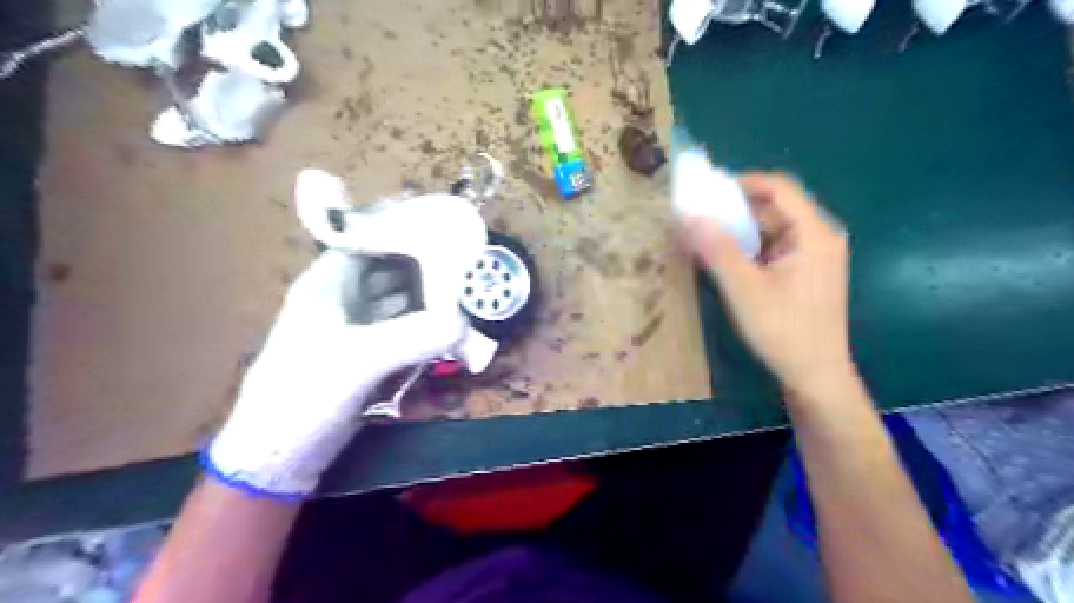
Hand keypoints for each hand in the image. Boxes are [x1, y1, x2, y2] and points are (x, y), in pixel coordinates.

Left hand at [206, 249, 466, 498]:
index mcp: (328, 283)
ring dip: (430, 299)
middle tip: (468, 263)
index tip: (445, 227)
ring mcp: (358, 327)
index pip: (369, 239)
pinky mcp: (370, 354)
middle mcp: (344, 298)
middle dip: (427, 266)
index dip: (404, 230)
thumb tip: (463, 322)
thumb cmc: (304, 394)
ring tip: (468, 292)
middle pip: (392, 269)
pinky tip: (450, 328)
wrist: (278, 455)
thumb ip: (413, 337)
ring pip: (401, 301)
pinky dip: (425, 327)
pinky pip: (404, 330)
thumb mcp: (358, 360)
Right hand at [687, 172, 857, 401]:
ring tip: (706, 239)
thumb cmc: (783, 330)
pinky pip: (774, 248)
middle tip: (700, 218)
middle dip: (736, 210)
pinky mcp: (806, 273)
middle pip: (775, 207)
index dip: (742, 183)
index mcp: (814, 233)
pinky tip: (726, 261)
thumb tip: (689, 215)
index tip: (706, 193)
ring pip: (772, 229)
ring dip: (740, 231)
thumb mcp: (744, 289)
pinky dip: (749, 249)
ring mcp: (815, 256)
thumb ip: (717, 249)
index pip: (779, 188)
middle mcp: (820, 237)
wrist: (815, 376)